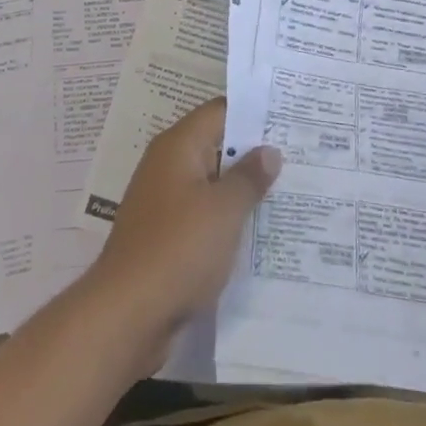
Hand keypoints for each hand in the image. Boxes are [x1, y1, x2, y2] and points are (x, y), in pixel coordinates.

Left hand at [84, 99, 280, 368]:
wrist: (127, 314)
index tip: (288, 117)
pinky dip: (226, 217)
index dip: (253, 112)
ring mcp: (163, 201)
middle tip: (298, 154)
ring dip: (241, 188)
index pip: (219, 112)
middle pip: (215, 145)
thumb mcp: (223, 210)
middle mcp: (167, 165)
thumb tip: (269, 150)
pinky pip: (202, 214)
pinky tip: (257, 230)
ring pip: (210, 183)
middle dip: (253, 152)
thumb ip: (249, 177)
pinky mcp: (165, 235)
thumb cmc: (179, 248)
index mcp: (178, 146)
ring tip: (287, 191)